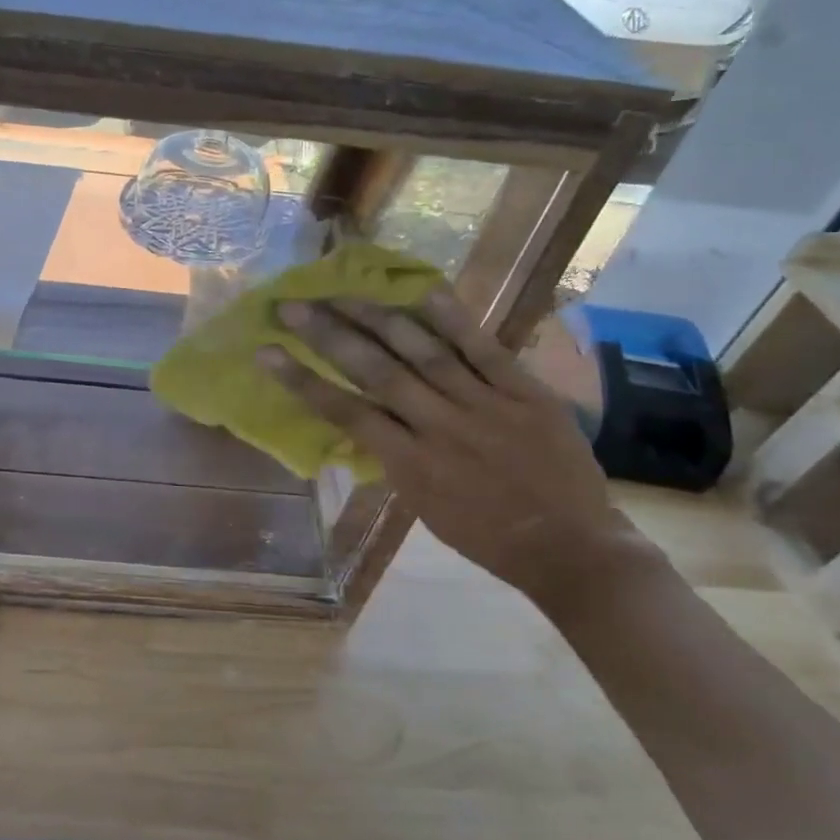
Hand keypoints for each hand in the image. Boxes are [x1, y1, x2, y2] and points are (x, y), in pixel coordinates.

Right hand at [262, 286, 651, 613]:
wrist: (573, 549)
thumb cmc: (487, 537)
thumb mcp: (423, 506)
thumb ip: (393, 458)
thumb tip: (362, 417)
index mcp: (410, 465)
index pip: (345, 413)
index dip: (301, 381)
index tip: (266, 352)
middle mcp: (440, 428)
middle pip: (375, 371)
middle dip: (328, 335)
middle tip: (293, 305)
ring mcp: (485, 405)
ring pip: (422, 351)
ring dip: (377, 317)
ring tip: (342, 290)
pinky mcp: (526, 393)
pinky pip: (484, 349)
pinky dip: (453, 319)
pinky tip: (423, 290)